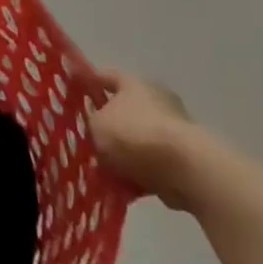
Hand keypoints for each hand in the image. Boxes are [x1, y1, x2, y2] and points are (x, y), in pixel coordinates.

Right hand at [89, 69, 197, 208]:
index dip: (90, 84)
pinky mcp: (185, 158)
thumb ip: (93, 124)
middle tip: (92, 139)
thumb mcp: (97, 125)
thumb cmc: (134, 135)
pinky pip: (154, 164)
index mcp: (133, 83)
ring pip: (140, 139)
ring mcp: (174, 129)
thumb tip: (99, 129)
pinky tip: (125, 187)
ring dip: (126, 154)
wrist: (185, 169)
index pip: (106, 76)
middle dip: (110, 126)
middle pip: (125, 109)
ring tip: (106, 171)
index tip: (76, 94)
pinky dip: (141, 173)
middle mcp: (156, 99)